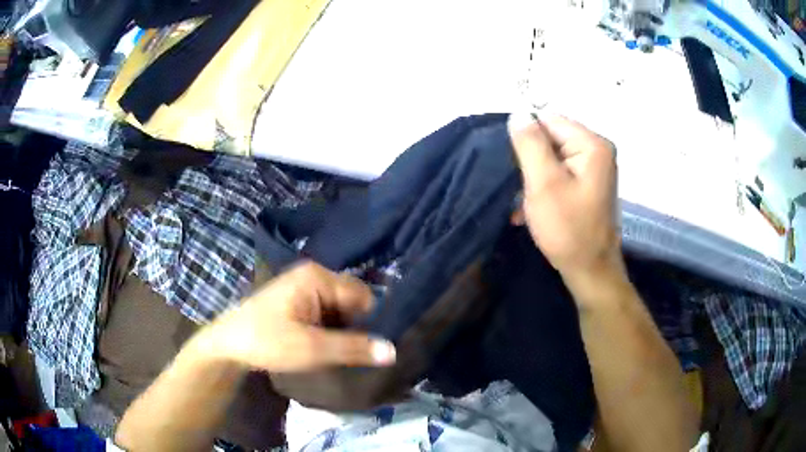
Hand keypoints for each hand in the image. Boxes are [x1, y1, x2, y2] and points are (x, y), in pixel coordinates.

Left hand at [203, 262, 395, 372]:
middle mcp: (313, 275)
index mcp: (317, 276)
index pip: (362, 295)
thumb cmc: (267, 341)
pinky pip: (326, 311)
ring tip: (344, 353)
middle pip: (352, 300)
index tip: (376, 348)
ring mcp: (303, 286)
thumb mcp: (312, 348)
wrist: (228, 344)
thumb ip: (353, 348)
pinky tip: (327, 346)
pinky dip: (331, 329)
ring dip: (343, 330)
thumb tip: (393, 351)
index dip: (372, 322)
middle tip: (357, 354)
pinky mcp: (297, 299)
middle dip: (357, 326)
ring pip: (340, 308)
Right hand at [510, 114, 623, 284]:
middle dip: (531, 162)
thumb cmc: (568, 229)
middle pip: (552, 139)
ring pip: (552, 159)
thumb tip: (518, 113)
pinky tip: (530, 209)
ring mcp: (594, 169)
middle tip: (522, 188)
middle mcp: (597, 151)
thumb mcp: (544, 183)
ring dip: (534, 179)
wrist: (590, 272)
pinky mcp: (588, 185)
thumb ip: (530, 144)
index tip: (516, 166)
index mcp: (592, 144)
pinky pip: (560, 175)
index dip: (528, 139)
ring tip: (523, 203)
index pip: (549, 120)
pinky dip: (544, 189)